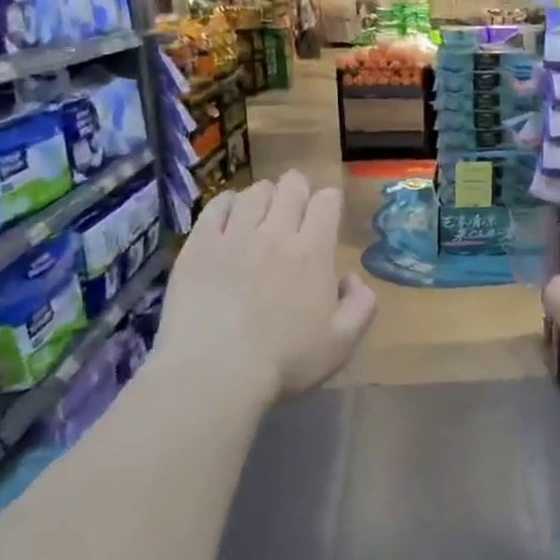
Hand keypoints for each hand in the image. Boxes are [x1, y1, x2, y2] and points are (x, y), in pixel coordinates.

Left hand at [159, 172, 377, 401]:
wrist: (215, 372)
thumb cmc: (286, 362)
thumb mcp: (342, 343)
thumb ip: (361, 305)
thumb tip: (351, 279)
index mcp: (314, 252)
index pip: (326, 201)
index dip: (329, 200)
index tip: (327, 211)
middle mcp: (276, 233)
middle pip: (290, 188)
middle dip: (298, 187)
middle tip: (296, 200)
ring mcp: (233, 236)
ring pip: (254, 193)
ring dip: (265, 193)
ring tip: (264, 205)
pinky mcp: (198, 245)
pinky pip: (216, 207)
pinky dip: (228, 202)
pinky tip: (230, 211)